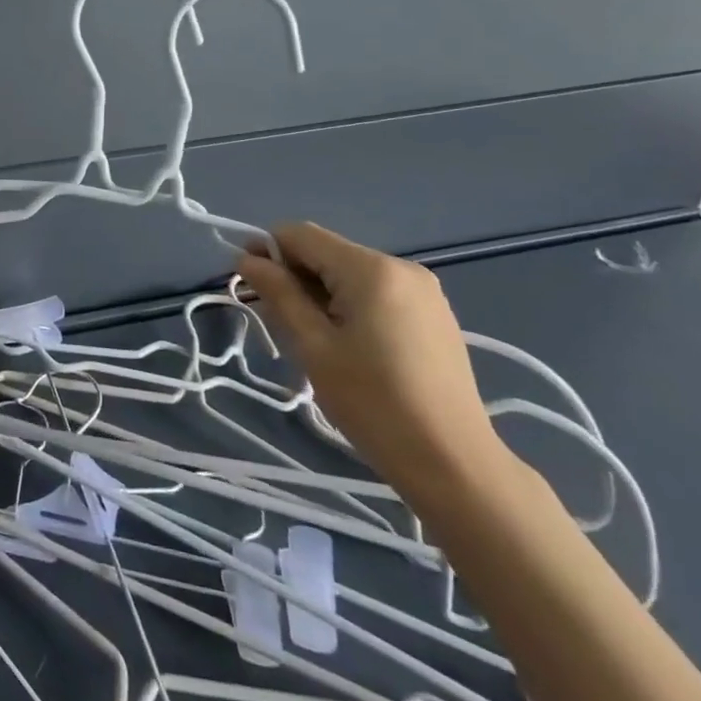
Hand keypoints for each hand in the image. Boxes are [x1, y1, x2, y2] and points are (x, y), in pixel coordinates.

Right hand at [237, 223, 507, 502]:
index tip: (246, 281)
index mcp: (371, 269)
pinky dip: (349, 304)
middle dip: (293, 275)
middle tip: (271, 316)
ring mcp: (423, 290)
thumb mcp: (314, 347)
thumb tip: (247, 259)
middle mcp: (401, 266)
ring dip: (320, 292)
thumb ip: (279, 294)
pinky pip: (376, 292)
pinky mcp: (434, 314)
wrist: (454, 465)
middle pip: (327, 252)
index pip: (301, 235)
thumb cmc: (374, 404)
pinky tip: (345, 343)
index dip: (267, 249)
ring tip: (307, 335)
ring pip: (350, 273)